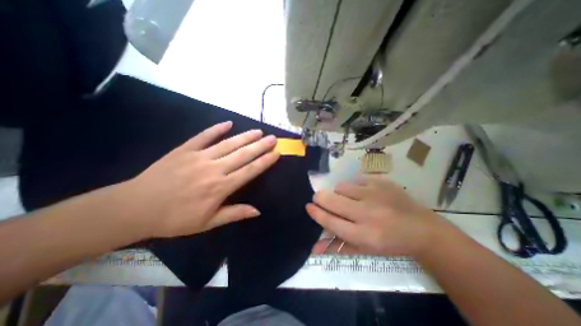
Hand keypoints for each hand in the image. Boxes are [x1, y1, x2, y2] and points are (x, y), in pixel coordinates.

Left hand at [118, 121, 278, 237]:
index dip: (264, 162)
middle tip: (273, 138)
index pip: (249, 171)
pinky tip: (228, 123)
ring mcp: (199, 157)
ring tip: (258, 131)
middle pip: (243, 155)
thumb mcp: (207, 223)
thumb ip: (234, 214)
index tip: (276, 153)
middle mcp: (214, 169)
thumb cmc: (175, 219)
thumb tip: (257, 211)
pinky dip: (216, 129)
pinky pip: (203, 136)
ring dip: (245, 137)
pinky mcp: (185, 149)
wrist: (136, 208)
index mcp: (220, 187)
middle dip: (260, 146)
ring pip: (228, 144)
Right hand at [306, 176, 450, 256]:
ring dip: (339, 193)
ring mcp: (374, 194)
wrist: (421, 229)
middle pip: (331, 200)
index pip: (330, 221)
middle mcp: (367, 213)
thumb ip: (337, 248)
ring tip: (348, 198)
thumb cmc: (389, 243)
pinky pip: (355, 180)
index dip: (316, 213)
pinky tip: (364, 193)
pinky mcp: (381, 182)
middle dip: (320, 198)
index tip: (308, 206)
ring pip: (341, 186)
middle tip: (320, 198)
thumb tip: (313, 248)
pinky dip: (354, 187)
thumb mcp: (364, 250)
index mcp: (363, 234)